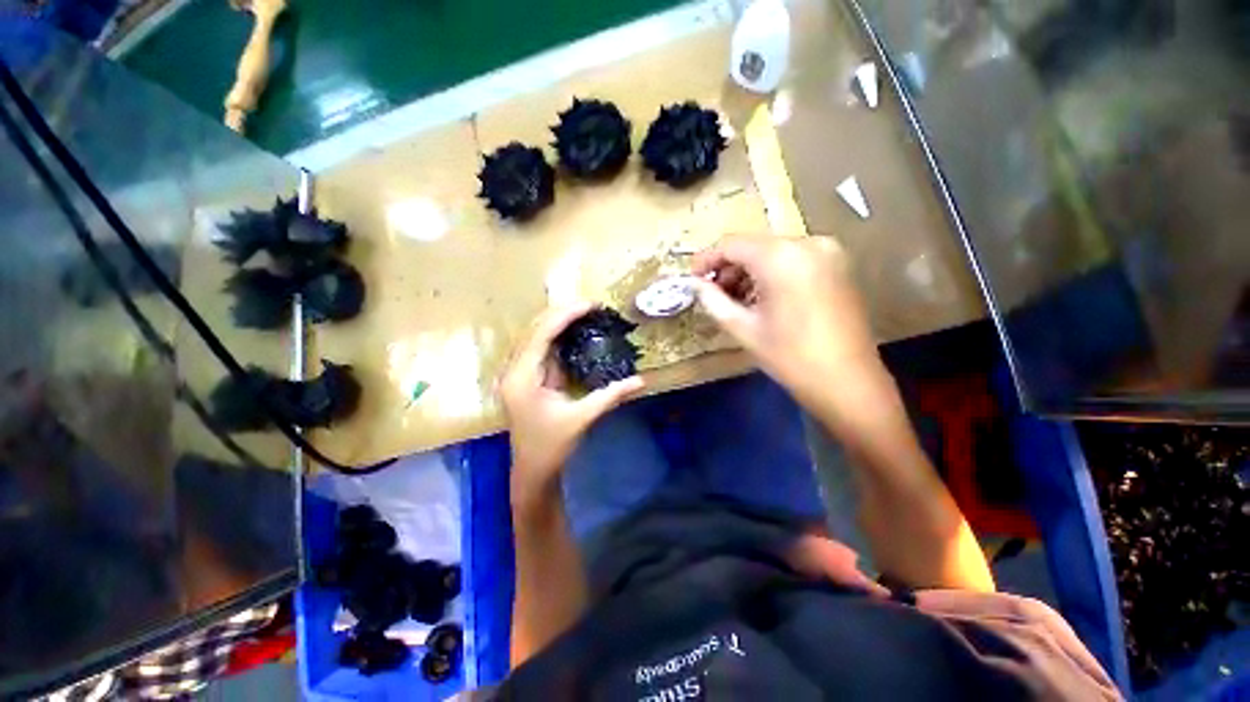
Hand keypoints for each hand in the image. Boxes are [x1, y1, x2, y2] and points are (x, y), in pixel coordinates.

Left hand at [500, 302, 644, 502]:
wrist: (532, 470)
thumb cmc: (552, 446)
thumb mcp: (582, 418)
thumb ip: (611, 396)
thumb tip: (641, 380)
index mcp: (522, 378)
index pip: (542, 335)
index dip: (565, 315)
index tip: (590, 304)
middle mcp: (514, 370)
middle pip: (535, 330)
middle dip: (562, 313)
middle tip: (591, 306)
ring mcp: (518, 373)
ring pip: (536, 336)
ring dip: (559, 322)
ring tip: (585, 312)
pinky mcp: (526, 378)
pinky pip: (541, 349)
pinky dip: (558, 337)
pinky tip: (574, 331)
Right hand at [693, 235, 878, 409]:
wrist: (848, 382)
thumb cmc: (790, 357)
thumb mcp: (743, 328)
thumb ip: (713, 300)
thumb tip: (696, 285)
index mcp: (781, 257)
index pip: (732, 244)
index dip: (707, 259)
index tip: (693, 278)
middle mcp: (807, 243)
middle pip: (754, 246)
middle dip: (729, 268)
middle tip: (714, 294)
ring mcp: (828, 252)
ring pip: (773, 252)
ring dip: (749, 272)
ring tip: (737, 301)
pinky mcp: (838, 265)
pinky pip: (793, 260)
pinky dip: (772, 274)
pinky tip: (763, 298)